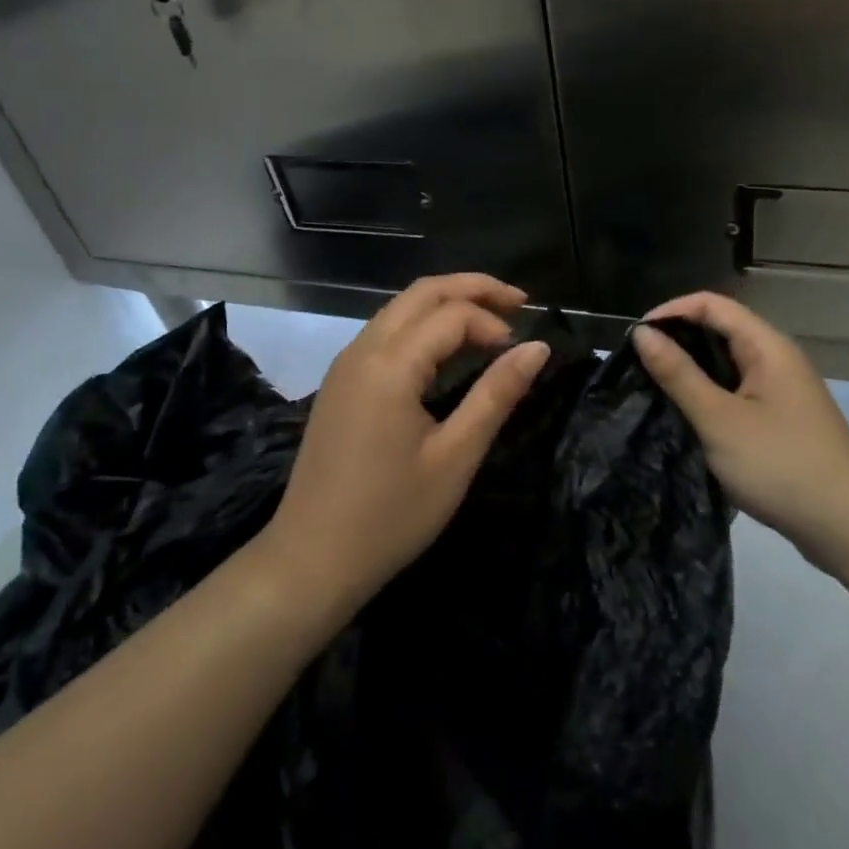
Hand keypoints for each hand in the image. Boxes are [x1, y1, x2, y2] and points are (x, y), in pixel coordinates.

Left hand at [259, 274, 549, 612]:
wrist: (310, 561)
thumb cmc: (390, 516)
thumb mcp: (455, 457)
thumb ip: (496, 394)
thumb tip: (538, 348)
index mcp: (390, 364)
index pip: (452, 314)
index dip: (493, 322)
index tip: (520, 353)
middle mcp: (363, 349)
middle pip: (422, 292)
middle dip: (473, 288)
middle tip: (518, 301)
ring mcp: (346, 364)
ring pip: (401, 308)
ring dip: (447, 303)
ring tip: (491, 319)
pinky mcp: (340, 382)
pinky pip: (386, 331)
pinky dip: (423, 325)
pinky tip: (447, 349)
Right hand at [634, 293, 848, 566]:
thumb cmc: (780, 465)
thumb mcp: (719, 419)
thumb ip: (678, 374)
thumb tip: (642, 333)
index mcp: (767, 346)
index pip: (712, 304)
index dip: (672, 311)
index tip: (637, 337)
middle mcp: (778, 358)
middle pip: (722, 329)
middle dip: (679, 339)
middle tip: (640, 364)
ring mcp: (783, 390)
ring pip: (729, 362)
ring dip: (693, 369)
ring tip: (656, 387)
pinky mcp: (783, 418)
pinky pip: (739, 390)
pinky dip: (711, 393)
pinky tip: (689, 415)